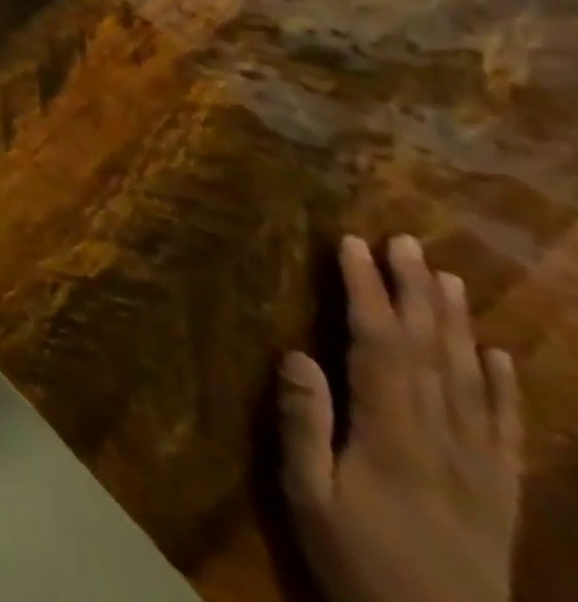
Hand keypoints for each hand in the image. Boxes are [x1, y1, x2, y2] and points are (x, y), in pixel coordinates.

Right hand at [280, 235, 522, 601]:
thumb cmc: (359, 562)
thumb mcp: (310, 497)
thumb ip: (304, 426)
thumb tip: (297, 353)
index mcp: (393, 437)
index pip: (379, 346)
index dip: (366, 291)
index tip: (351, 244)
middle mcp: (444, 441)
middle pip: (431, 353)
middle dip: (414, 292)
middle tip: (403, 241)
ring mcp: (481, 467)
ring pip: (472, 380)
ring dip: (457, 324)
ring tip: (447, 277)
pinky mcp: (500, 491)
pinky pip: (505, 428)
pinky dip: (504, 386)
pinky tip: (498, 357)